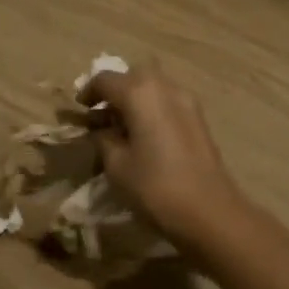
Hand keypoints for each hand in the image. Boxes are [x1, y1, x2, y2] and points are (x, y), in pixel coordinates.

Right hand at [79, 67, 247, 253]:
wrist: (209, 212)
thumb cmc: (155, 187)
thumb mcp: (116, 165)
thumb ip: (104, 139)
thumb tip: (102, 130)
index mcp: (140, 93)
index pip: (106, 79)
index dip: (88, 91)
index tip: (79, 109)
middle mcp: (165, 87)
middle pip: (133, 76)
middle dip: (114, 91)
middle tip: (100, 115)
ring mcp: (187, 102)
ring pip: (153, 88)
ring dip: (134, 100)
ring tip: (121, 127)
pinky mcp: (199, 120)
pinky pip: (168, 103)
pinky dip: (151, 109)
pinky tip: (144, 136)